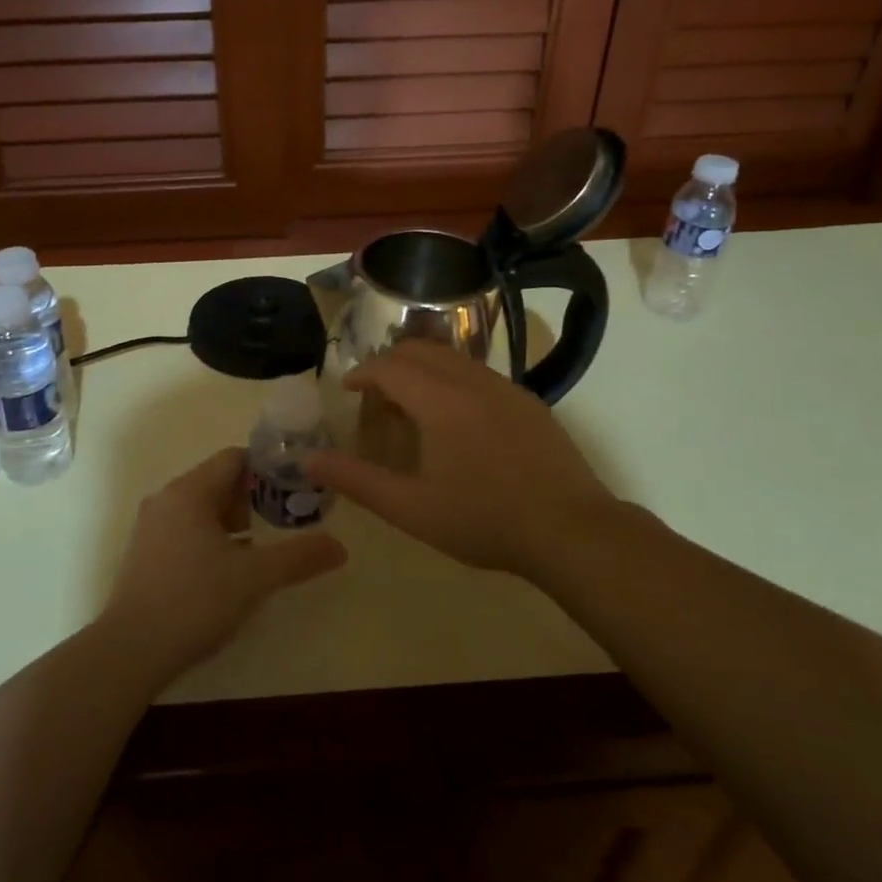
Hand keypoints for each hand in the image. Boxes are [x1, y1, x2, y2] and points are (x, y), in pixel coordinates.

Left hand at [102, 448, 346, 679]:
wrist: (130, 651)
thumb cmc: (194, 600)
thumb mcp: (254, 578)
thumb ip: (298, 557)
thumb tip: (341, 547)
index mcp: (189, 491)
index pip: (233, 458)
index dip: (266, 467)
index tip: (295, 485)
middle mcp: (166, 499)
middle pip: (217, 482)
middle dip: (252, 498)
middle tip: (284, 520)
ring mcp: (151, 527)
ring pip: (201, 509)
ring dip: (233, 521)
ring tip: (261, 547)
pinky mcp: (145, 554)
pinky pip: (185, 530)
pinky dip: (211, 538)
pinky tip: (228, 571)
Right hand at [307, 341, 622, 577]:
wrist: (572, 531)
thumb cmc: (484, 520)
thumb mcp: (411, 509)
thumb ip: (356, 481)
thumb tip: (309, 460)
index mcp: (440, 401)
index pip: (390, 367)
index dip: (363, 373)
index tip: (349, 389)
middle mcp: (472, 381)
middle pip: (420, 350)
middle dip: (390, 362)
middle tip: (375, 393)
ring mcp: (506, 388)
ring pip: (453, 358)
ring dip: (423, 368)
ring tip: (411, 402)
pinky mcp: (529, 402)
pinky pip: (479, 373)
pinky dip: (453, 378)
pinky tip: (458, 417)